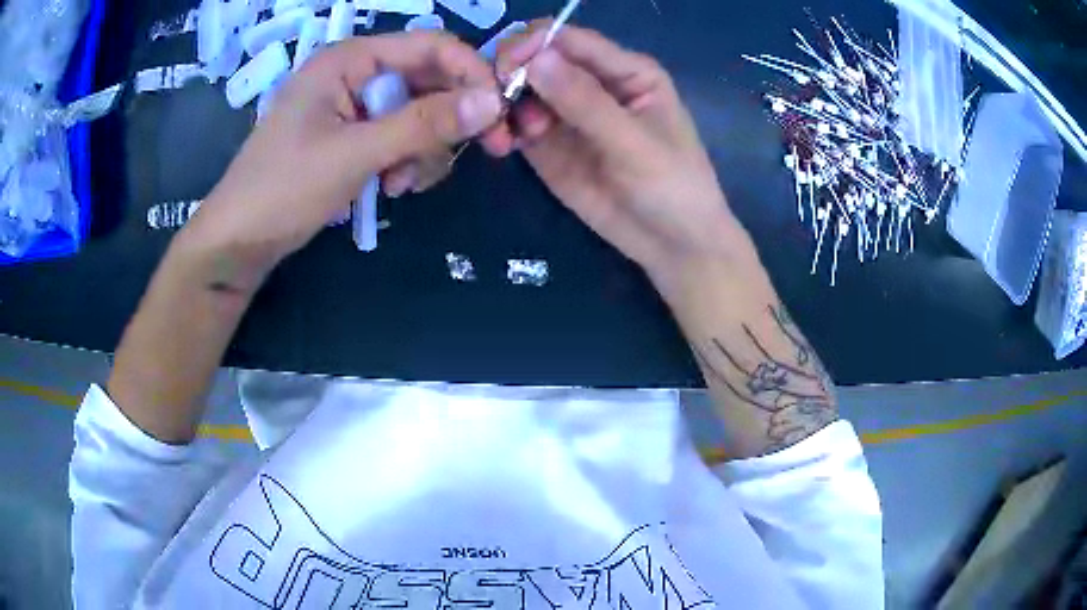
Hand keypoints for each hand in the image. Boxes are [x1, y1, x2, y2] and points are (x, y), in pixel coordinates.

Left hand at [179, 31, 504, 292]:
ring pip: (420, 114)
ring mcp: (354, 107)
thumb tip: (492, 102)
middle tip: (486, 153)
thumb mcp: (356, 153)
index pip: (431, 47)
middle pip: (429, 81)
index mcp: (350, 59)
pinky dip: (408, 162)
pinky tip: (390, 187)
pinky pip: (401, 138)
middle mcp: (356, 74)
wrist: (239, 241)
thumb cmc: (283, 188)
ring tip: (402, 184)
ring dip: (427, 149)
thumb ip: (424, 124)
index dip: (471, 74)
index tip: (500, 114)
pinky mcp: (353, 137)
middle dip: (452, 120)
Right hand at [489, 24, 751, 281]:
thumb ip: (585, 102)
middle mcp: (595, 84)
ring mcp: (569, 114)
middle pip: (541, 59)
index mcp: (627, 71)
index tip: (505, 64)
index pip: (572, 41)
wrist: (672, 245)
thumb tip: (535, 59)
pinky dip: (504, 127)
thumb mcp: (633, 144)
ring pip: (524, 90)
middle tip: (494, 97)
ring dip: (504, 102)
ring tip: (505, 132)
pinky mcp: (551, 145)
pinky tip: (503, 143)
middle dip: (512, 71)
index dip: (536, 44)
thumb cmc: (672, 187)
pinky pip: (520, 123)